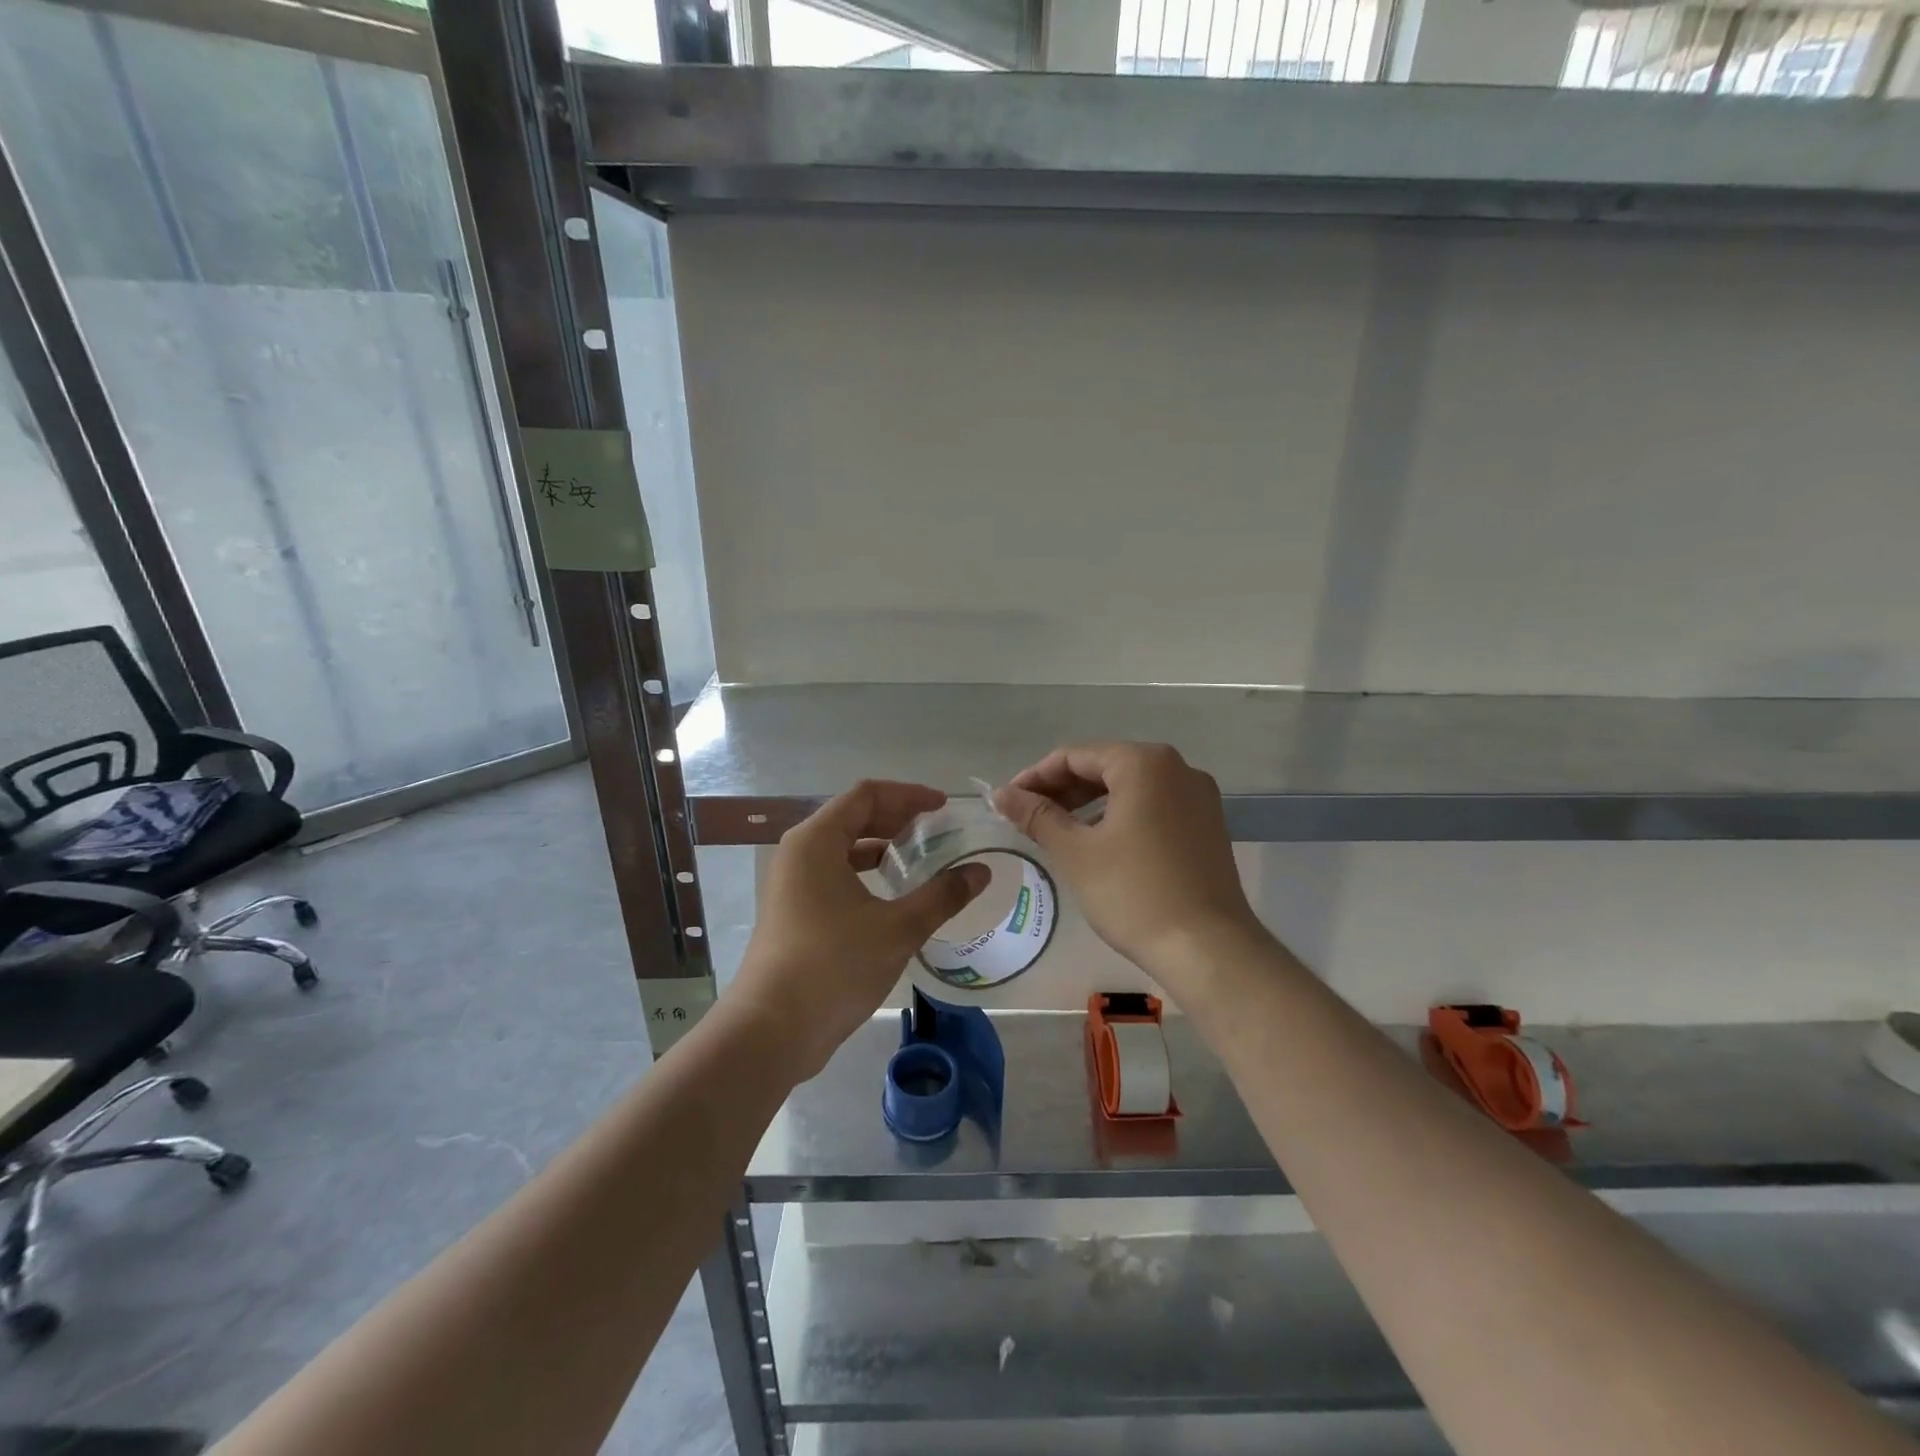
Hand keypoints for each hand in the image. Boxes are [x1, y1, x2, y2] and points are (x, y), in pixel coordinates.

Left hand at [729, 781, 989, 1080]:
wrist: (771, 1030)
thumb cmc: (833, 966)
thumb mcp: (897, 928)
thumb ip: (942, 896)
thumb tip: (980, 873)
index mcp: (816, 841)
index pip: (866, 795)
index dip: (908, 795)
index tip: (943, 807)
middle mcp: (798, 853)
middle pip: (852, 817)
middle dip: (896, 818)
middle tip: (936, 829)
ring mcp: (791, 884)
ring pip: (841, 848)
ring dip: (880, 846)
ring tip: (918, 858)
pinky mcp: (793, 912)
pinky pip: (833, 874)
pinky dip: (864, 873)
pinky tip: (891, 895)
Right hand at [993, 742, 1263, 989]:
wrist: (1208, 949)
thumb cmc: (1134, 893)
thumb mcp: (1075, 852)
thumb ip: (1036, 816)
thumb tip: (1001, 794)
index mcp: (1144, 763)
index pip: (1075, 756)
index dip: (1035, 777)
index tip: (1006, 802)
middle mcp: (1177, 768)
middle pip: (1105, 767)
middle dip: (1062, 790)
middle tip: (1027, 818)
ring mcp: (1199, 797)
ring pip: (1130, 788)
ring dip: (1089, 804)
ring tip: (1058, 832)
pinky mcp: (1208, 826)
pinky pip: (1153, 807)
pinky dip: (1121, 817)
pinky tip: (1100, 844)